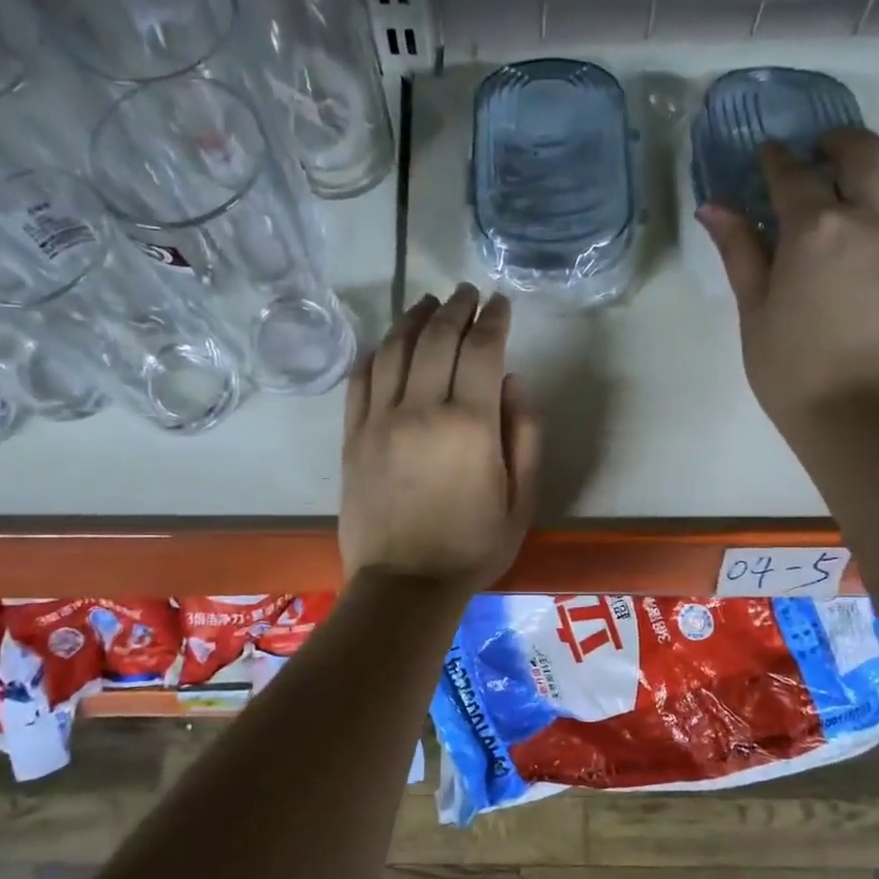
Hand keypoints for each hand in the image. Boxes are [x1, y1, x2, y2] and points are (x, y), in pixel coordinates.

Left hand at [339, 284, 542, 594]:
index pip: (482, 350)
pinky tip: (389, 342)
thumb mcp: (522, 500)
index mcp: (470, 425)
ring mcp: (380, 421)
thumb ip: (525, 436)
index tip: (500, 303)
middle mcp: (422, 410)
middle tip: (467, 294)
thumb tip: (514, 382)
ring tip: (429, 303)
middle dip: (456, 307)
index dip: (494, 319)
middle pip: (437, 337)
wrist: (404, 585)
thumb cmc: (472, 547)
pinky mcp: (352, 436)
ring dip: (414, 318)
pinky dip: (377, 351)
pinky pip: (361, 378)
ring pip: (395, 349)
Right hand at [697, 129, 878, 431]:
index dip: (776, 160)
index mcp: (815, 230)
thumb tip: (714, 207)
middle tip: (819, 154)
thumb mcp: (753, 309)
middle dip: (838, 143)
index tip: (767, 155)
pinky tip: (874, 258)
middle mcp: (869, 222)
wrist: (854, 413)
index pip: (794, 176)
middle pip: (864, 153)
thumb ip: (740, 251)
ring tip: (875, 198)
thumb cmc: (788, 367)